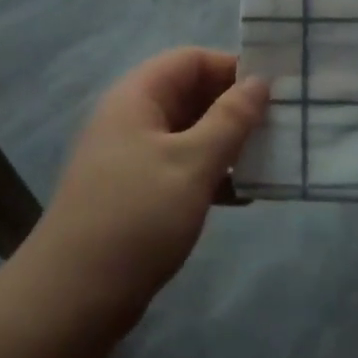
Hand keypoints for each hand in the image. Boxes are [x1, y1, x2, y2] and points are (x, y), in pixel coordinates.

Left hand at [28, 49, 268, 330]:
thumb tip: (260, 81)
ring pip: (191, 134)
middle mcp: (133, 120)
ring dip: (229, 143)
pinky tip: (245, 195)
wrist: (74, 297)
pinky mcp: (139, 194)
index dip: (233, 67)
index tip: (277, 89)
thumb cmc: (136, 218)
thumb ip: (230, 119)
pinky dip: (213, 174)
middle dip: (236, 107)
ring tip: (273, 158)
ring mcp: (133, 159)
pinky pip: (183, 169)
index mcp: (137, 98)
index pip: (191, 60)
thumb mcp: (192, 163)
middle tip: (283, 125)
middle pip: (191, 95)